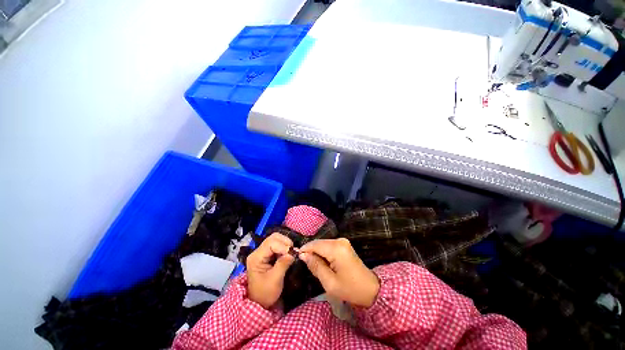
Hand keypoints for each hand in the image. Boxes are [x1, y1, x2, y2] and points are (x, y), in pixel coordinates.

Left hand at [246, 233, 295, 308]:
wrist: (259, 303)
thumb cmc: (265, 293)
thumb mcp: (275, 280)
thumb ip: (283, 264)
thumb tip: (293, 252)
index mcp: (256, 258)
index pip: (271, 243)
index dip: (283, 246)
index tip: (293, 254)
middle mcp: (258, 252)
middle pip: (273, 237)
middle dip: (285, 242)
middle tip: (293, 251)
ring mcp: (262, 252)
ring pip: (276, 239)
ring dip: (285, 244)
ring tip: (291, 253)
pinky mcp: (267, 254)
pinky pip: (277, 244)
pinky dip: (284, 246)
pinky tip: (288, 254)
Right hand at [299, 238, 379, 307]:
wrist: (371, 289)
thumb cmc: (350, 289)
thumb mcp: (329, 282)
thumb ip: (315, 266)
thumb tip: (303, 255)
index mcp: (336, 249)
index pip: (315, 244)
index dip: (305, 250)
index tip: (298, 259)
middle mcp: (339, 241)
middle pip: (319, 243)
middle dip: (311, 252)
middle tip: (308, 266)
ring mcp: (343, 241)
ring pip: (323, 244)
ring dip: (317, 253)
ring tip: (316, 267)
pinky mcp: (344, 245)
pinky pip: (328, 246)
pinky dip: (323, 253)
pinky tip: (324, 264)